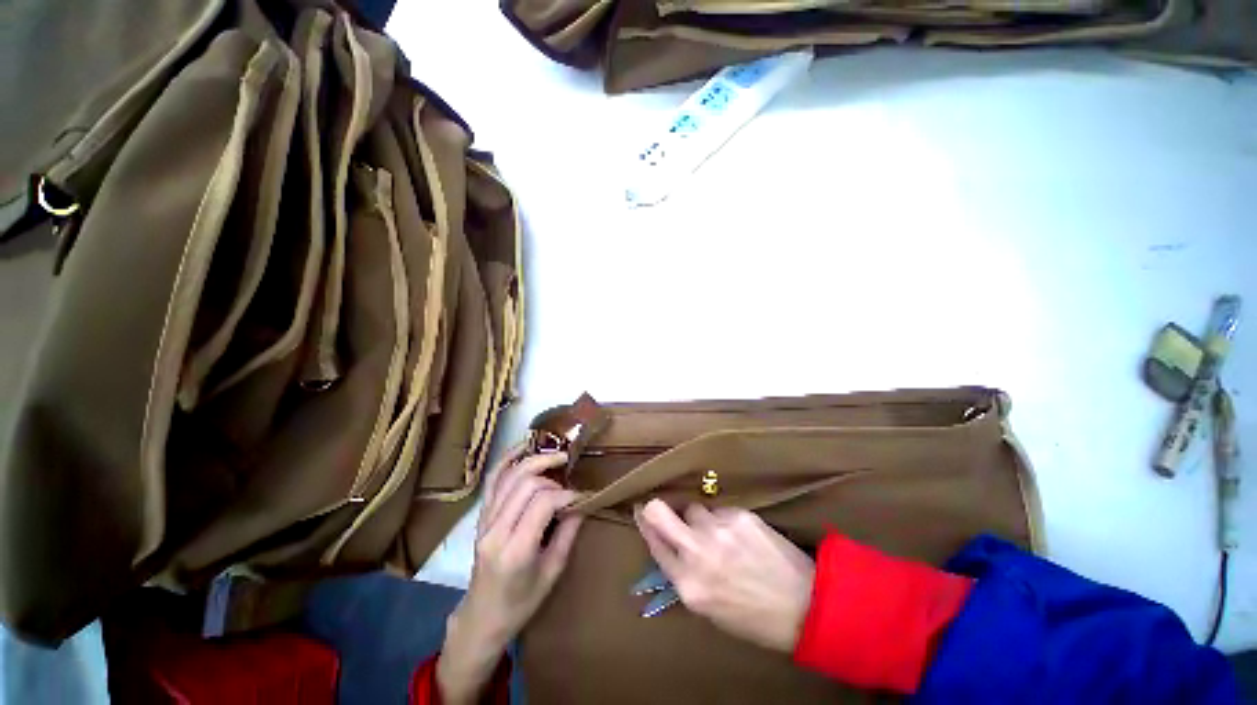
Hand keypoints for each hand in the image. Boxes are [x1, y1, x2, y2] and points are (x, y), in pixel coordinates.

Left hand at [437, 445, 582, 704]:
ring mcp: (483, 521)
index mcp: (515, 550)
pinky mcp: (480, 516)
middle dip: (552, 474)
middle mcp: (495, 530)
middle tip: (570, 476)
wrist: (481, 618)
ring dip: (534, 460)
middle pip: (525, 484)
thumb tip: (581, 503)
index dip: (566, 494)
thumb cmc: (520, 603)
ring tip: (556, 455)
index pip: (543, 503)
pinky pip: (492, 480)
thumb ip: (567, 534)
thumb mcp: (552, 573)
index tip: (581, 497)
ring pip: (509, 476)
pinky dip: (507, 460)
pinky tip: (524, 447)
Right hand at [635, 499, 813, 653]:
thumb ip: (686, 574)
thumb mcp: (709, 607)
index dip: (645, 526)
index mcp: (688, 585)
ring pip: (695, 509)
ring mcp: (718, 531)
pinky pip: (721, 511)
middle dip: (653, 507)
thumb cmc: (752, 616)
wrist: (804, 607)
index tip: (641, 512)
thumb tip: (670, 544)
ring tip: (721, 534)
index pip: (655, 544)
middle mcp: (698, 553)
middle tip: (656, 505)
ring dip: (701, 519)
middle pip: (659, 513)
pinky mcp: (739, 516)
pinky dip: (725, 520)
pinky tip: (742, 536)